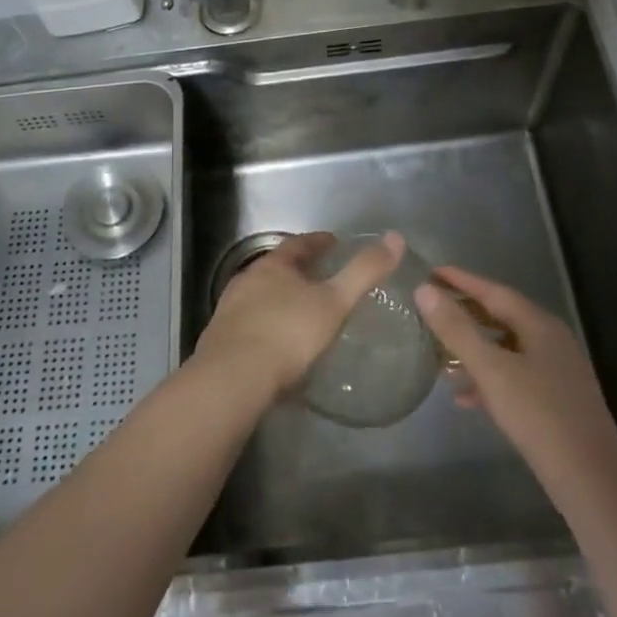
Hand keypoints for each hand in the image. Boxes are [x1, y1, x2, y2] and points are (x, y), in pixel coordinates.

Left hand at [194, 231, 405, 407]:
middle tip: (322, 279)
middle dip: (299, 271)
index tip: (335, 243)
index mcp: (273, 266)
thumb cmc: (288, 333)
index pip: (299, 244)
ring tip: (303, 312)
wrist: (233, 378)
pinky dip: (268, 327)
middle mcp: (247, 281)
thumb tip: (395, 238)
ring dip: (280, 300)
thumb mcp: (334, 302)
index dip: (319, 242)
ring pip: (261, 297)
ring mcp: (230, 311)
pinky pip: (251, 325)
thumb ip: (364, 272)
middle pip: (277, 268)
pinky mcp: (221, 341)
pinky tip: (279, 345)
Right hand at [415, 266, 616, 492]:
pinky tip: (463, 398)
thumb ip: (457, 329)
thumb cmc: (539, 415)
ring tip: (438, 354)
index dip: (461, 280)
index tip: (430, 272)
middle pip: (500, 316)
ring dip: (472, 349)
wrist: (591, 479)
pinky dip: (487, 379)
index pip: (494, 291)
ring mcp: (555, 371)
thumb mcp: (491, 369)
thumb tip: (424, 290)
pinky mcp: (554, 400)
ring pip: (505, 349)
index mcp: (539, 325)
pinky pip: (513, 377)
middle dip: (464, 313)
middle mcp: (550, 340)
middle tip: (429, 308)